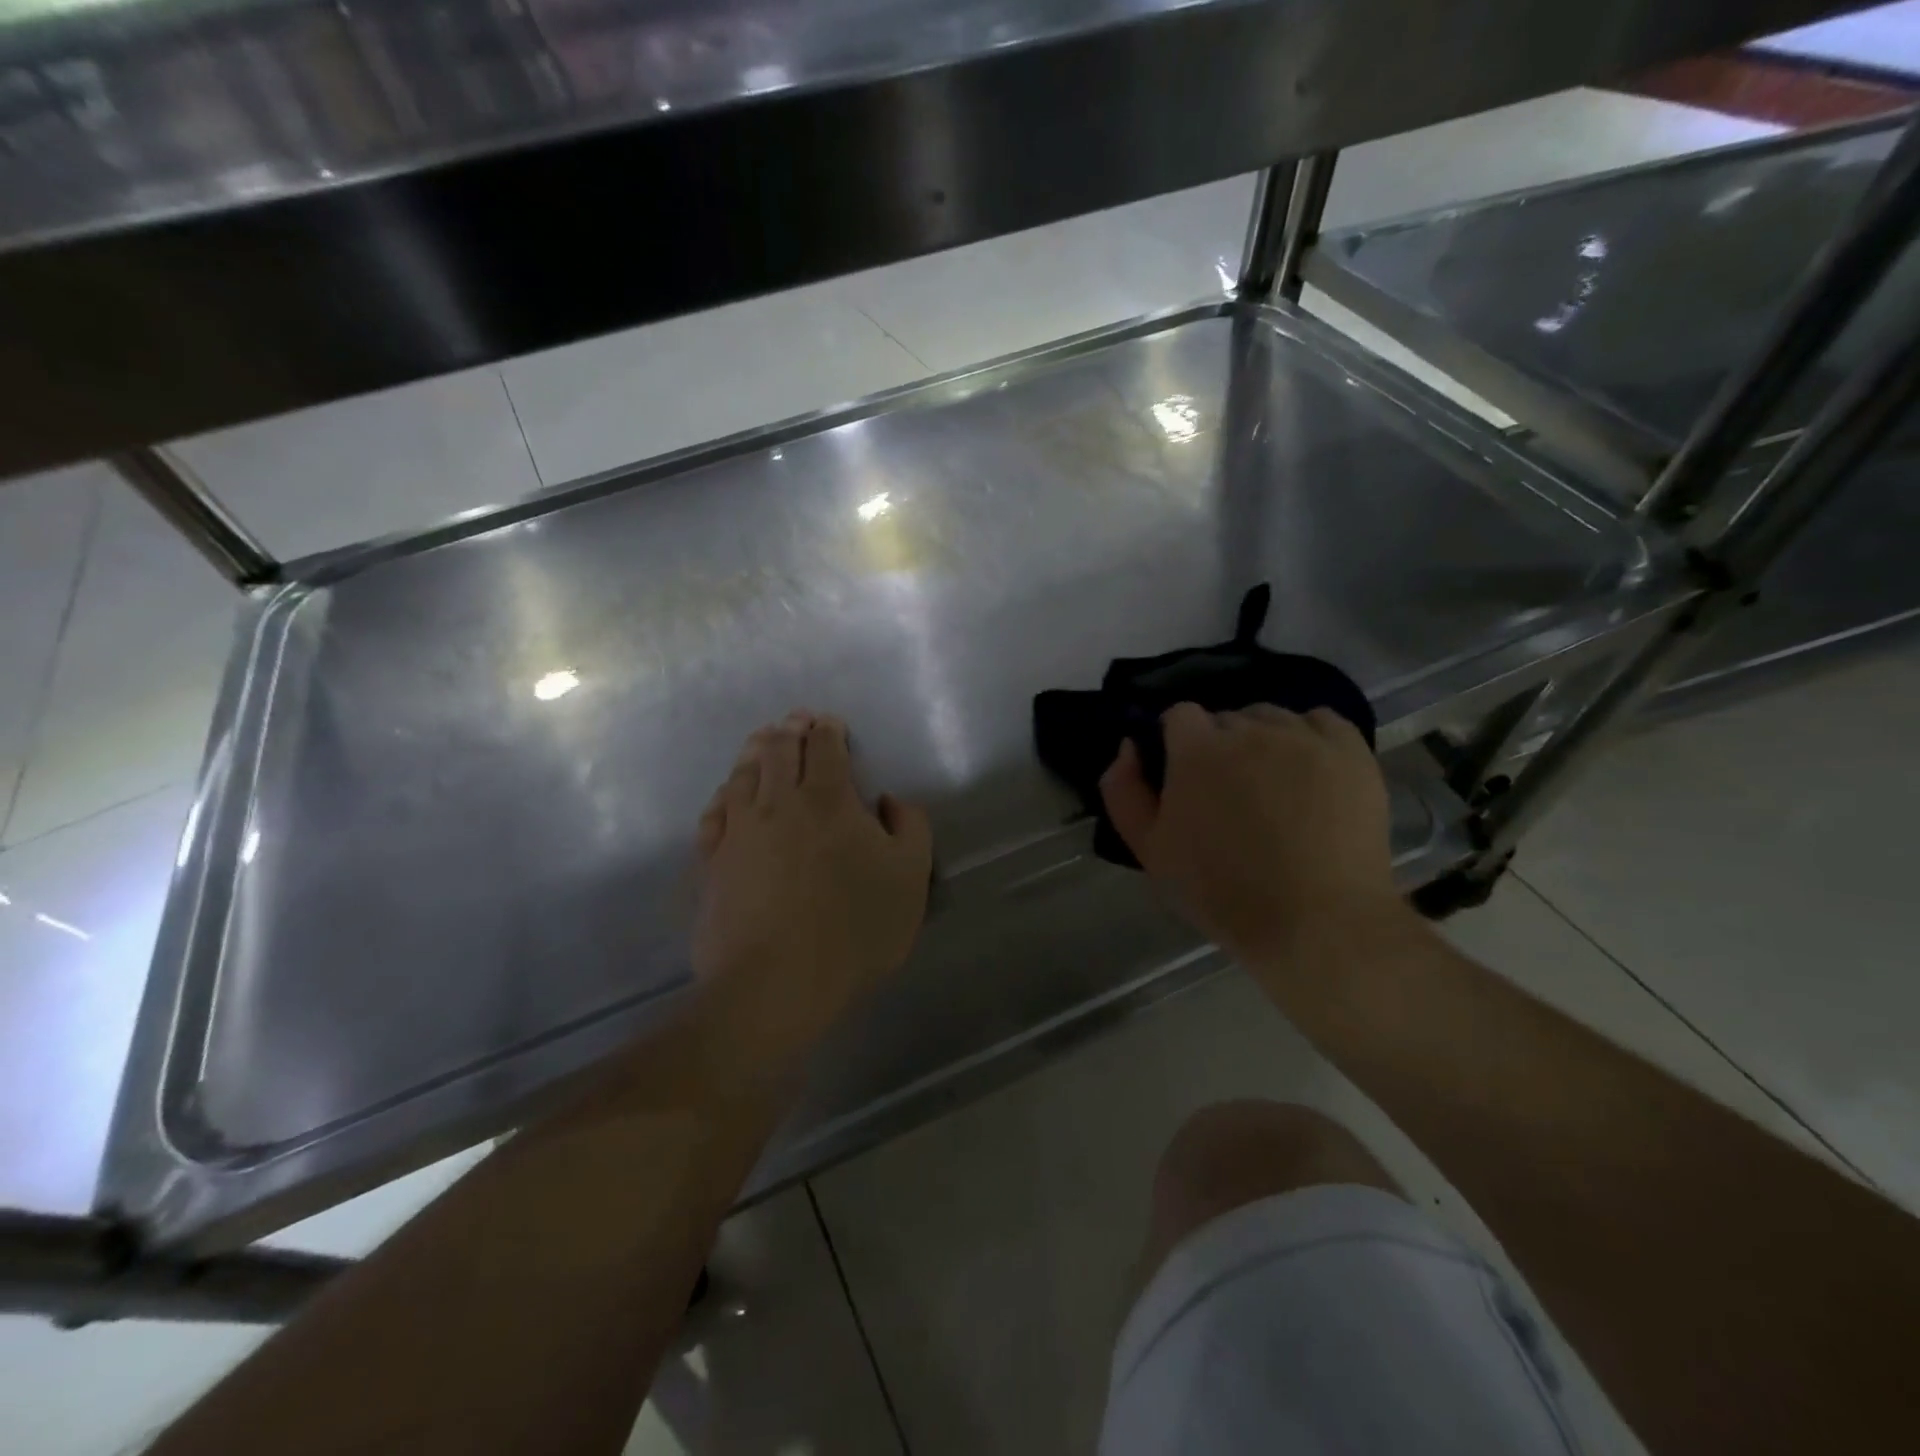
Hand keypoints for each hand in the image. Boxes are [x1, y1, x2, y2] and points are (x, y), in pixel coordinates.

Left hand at [693, 711, 932, 1057]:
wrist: (776, 983)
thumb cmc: (854, 928)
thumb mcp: (910, 877)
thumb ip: (910, 827)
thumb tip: (889, 801)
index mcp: (829, 799)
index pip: (825, 748)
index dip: (828, 730)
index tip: (829, 722)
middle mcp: (779, 802)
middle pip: (779, 750)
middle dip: (790, 730)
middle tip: (796, 720)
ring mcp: (739, 830)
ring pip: (744, 774)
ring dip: (755, 749)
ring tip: (761, 739)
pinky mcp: (713, 861)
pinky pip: (714, 812)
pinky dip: (724, 792)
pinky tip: (727, 792)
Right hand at [1099, 703, 1403, 962]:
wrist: (1316, 923)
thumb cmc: (1222, 891)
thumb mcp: (1149, 850)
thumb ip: (1124, 791)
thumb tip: (1129, 746)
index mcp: (1197, 750)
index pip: (1178, 715)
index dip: (1176, 742)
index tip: (1183, 777)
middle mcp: (1250, 729)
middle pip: (1225, 719)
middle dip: (1218, 747)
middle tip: (1227, 795)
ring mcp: (1305, 737)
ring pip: (1272, 719)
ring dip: (1262, 742)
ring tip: (1271, 787)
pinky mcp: (1351, 752)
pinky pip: (1322, 721)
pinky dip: (1309, 737)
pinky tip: (1308, 771)